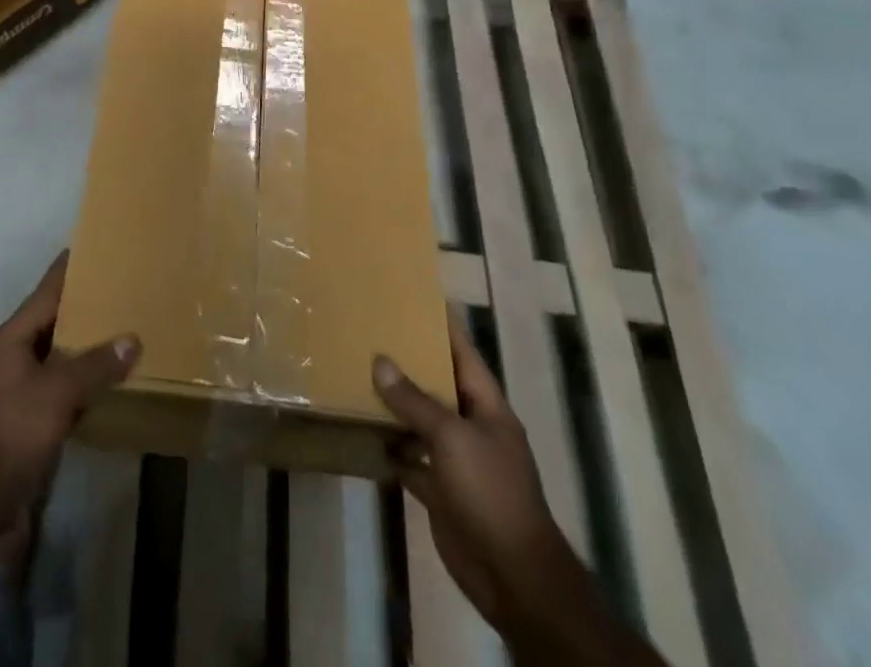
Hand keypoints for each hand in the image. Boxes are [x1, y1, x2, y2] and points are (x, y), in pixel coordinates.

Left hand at [0, 251, 139, 538]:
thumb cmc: (10, 432)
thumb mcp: (56, 393)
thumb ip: (95, 365)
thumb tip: (132, 339)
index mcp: (14, 336)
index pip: (48, 289)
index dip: (72, 267)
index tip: (98, 245)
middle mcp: (16, 353)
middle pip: (57, 318)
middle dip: (89, 305)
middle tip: (127, 287)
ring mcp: (22, 386)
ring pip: (63, 353)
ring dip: (91, 344)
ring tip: (129, 328)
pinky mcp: (31, 416)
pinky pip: (65, 385)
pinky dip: (87, 379)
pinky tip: (115, 379)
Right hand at [373, 316, 570, 631]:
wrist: (511, 575)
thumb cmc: (490, 491)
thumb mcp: (452, 436)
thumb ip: (415, 400)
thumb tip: (380, 361)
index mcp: (487, 406)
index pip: (464, 353)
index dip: (444, 325)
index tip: (418, 296)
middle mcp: (472, 427)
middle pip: (438, 385)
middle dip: (410, 362)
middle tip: (373, 331)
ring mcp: (456, 460)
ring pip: (421, 422)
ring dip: (395, 405)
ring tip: (358, 372)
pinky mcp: (440, 491)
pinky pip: (411, 460)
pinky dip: (390, 448)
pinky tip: (363, 432)